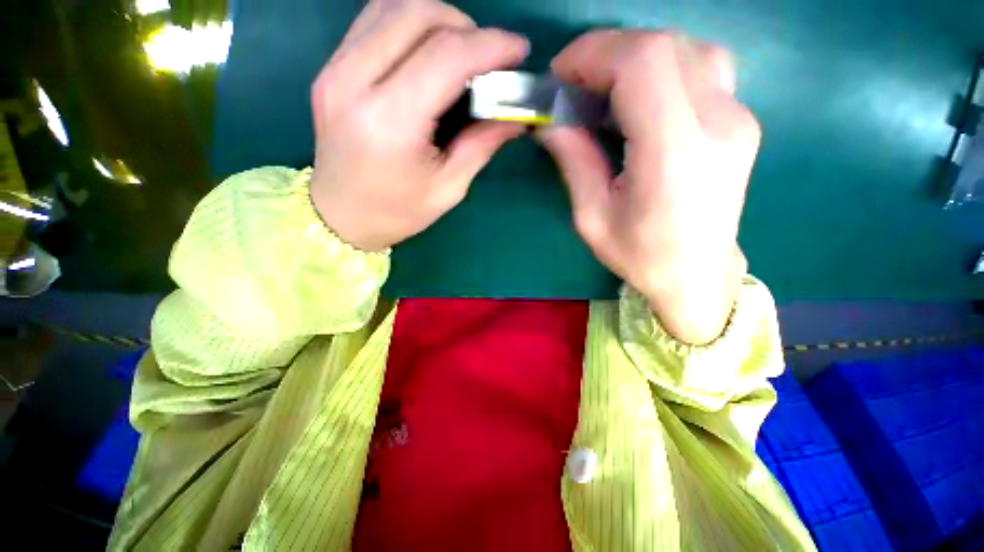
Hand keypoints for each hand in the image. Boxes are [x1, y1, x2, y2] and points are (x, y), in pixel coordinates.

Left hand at [309, 0, 528, 251]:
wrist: (341, 216)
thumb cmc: (398, 211)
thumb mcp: (448, 188)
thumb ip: (482, 144)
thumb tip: (515, 116)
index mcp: (391, 122)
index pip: (446, 56)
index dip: (490, 46)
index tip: (519, 51)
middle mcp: (354, 81)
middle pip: (418, 15)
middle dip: (466, 27)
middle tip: (488, 58)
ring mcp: (335, 68)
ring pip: (393, 6)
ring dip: (438, 19)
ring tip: (461, 53)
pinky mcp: (330, 67)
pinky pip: (374, 20)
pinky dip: (410, 23)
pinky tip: (427, 52)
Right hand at [538, 31, 758, 344]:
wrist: (698, 276)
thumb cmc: (641, 257)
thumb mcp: (592, 218)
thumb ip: (574, 162)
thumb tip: (550, 122)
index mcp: (674, 153)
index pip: (642, 63)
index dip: (595, 54)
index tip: (561, 76)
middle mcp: (717, 123)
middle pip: (664, 46)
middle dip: (608, 52)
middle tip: (576, 85)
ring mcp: (738, 117)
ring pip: (687, 49)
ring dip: (636, 58)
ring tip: (605, 91)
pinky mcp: (740, 120)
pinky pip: (701, 68)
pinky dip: (661, 68)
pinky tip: (638, 100)